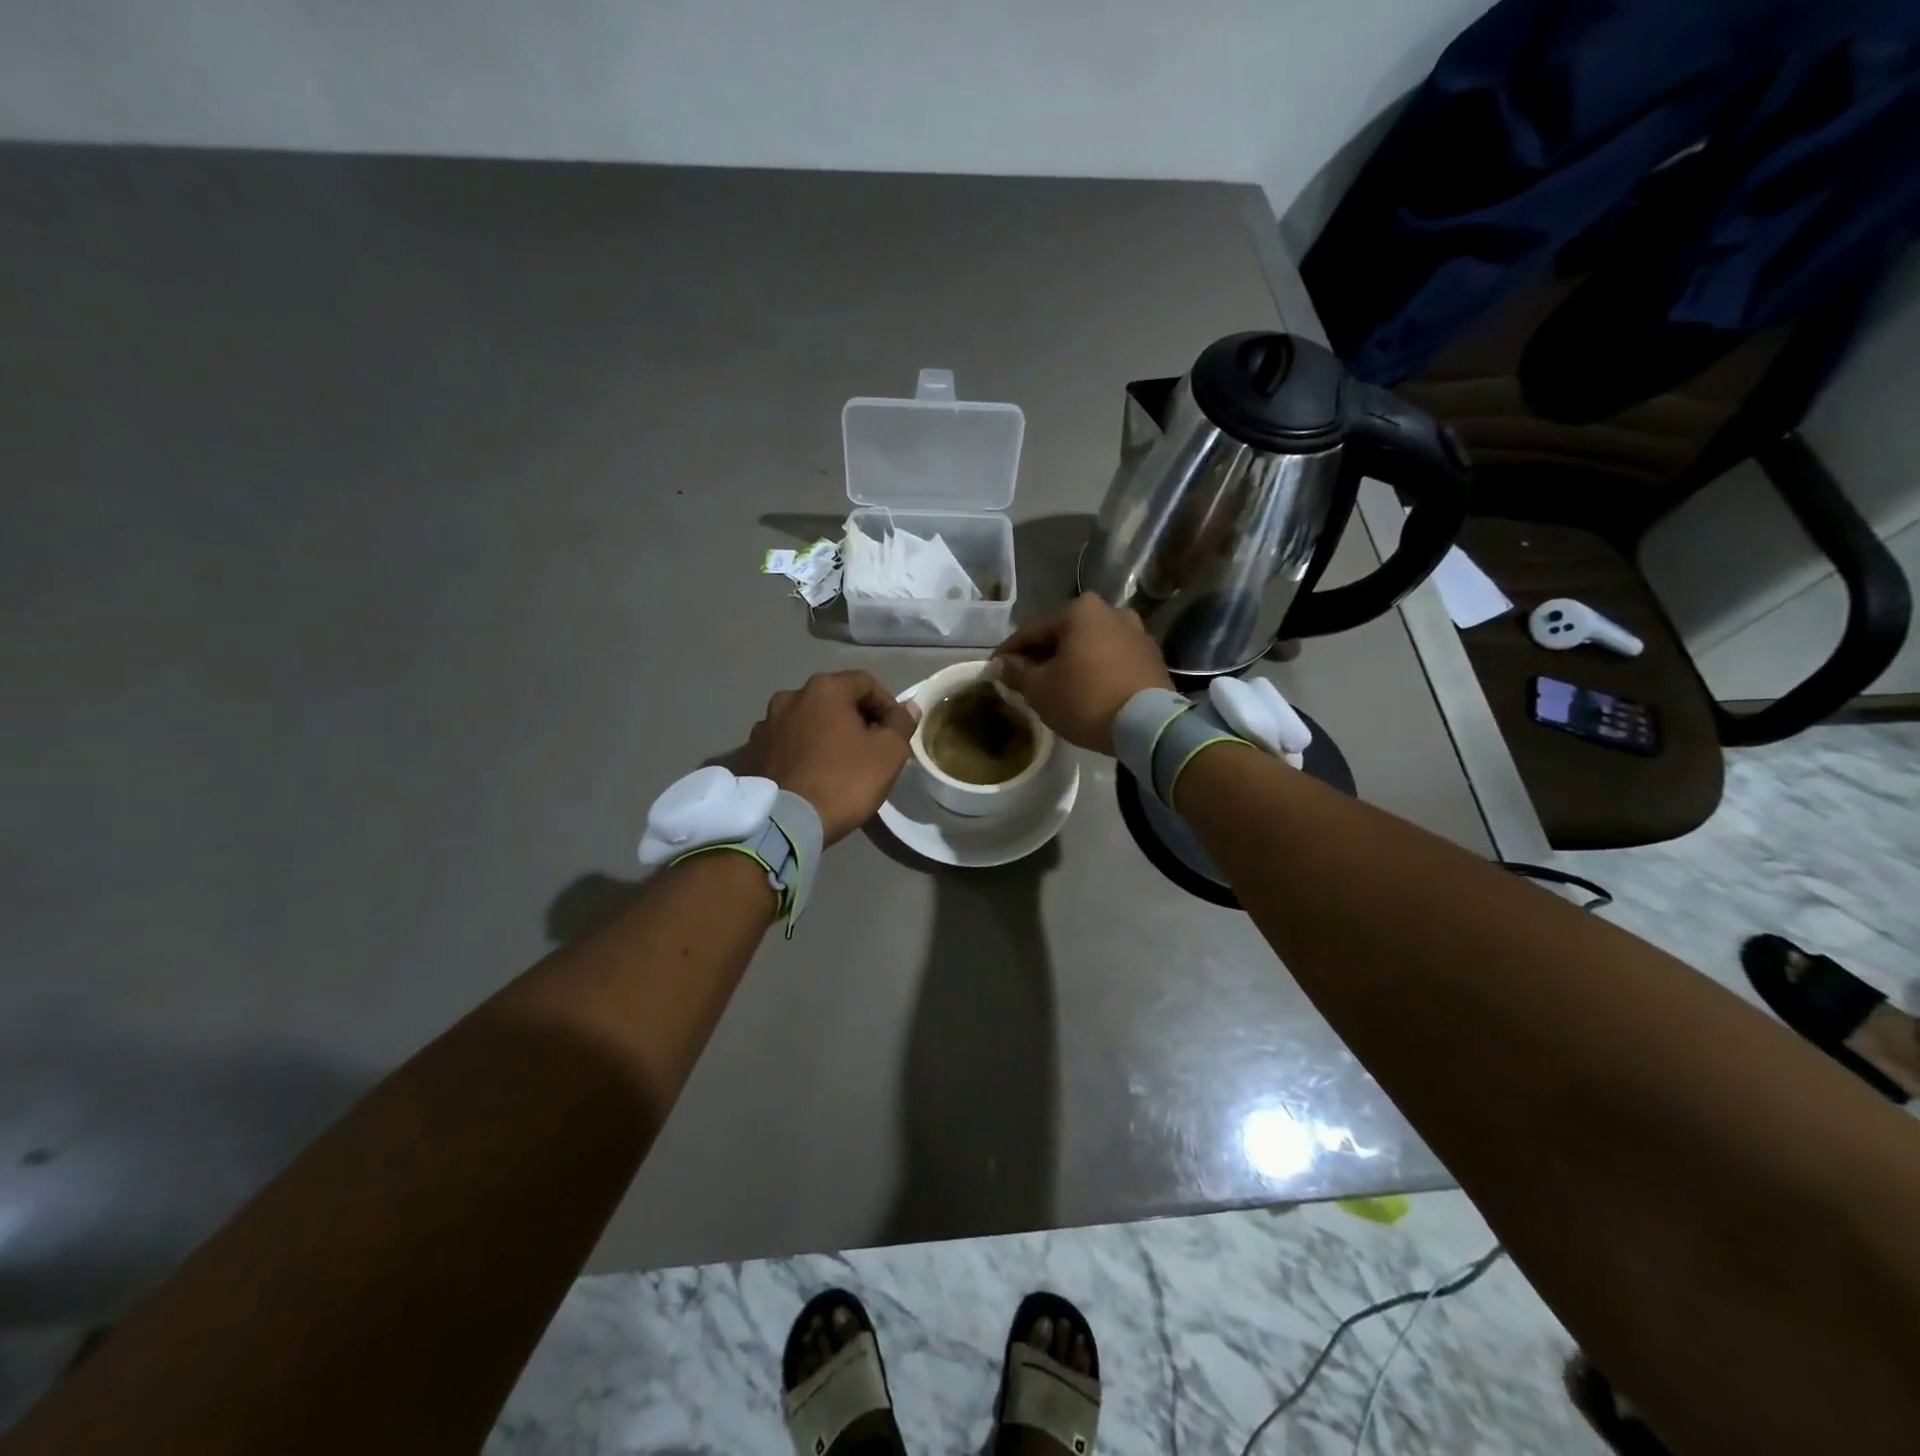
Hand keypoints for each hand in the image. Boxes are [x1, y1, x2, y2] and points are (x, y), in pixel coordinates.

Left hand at [743, 671, 920, 844]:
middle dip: (855, 718)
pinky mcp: (752, 751)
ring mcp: (766, 723)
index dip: (887, 705)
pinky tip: (812, 772)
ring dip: (826, 732)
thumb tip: (908, 707)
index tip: (895, 733)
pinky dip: (803, 749)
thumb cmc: (845, 780)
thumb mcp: (889, 752)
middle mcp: (790, 696)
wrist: (788, 823)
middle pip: (834, 699)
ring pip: (808, 720)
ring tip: (839, 762)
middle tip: (870, 748)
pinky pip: (787, 742)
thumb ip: (901, 723)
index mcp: (824, 688)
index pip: (866, 683)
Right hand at [994, 594, 1172, 754]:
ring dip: (1071, 662)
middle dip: (1043, 656)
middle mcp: (1111, 611)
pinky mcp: (1152, 657)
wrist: (1148, 725)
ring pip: (1090, 647)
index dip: (1009, 653)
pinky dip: (1095, 670)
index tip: (994, 669)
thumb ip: (1017, 672)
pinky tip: (1085, 689)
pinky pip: (1112, 660)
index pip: (1032, 632)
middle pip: (1064, 636)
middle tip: (1024, 679)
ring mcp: (1137, 633)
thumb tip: (1000, 664)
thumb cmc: (1085, 699)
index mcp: (1080, 611)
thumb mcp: (1040, 689)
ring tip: (1056, 685)